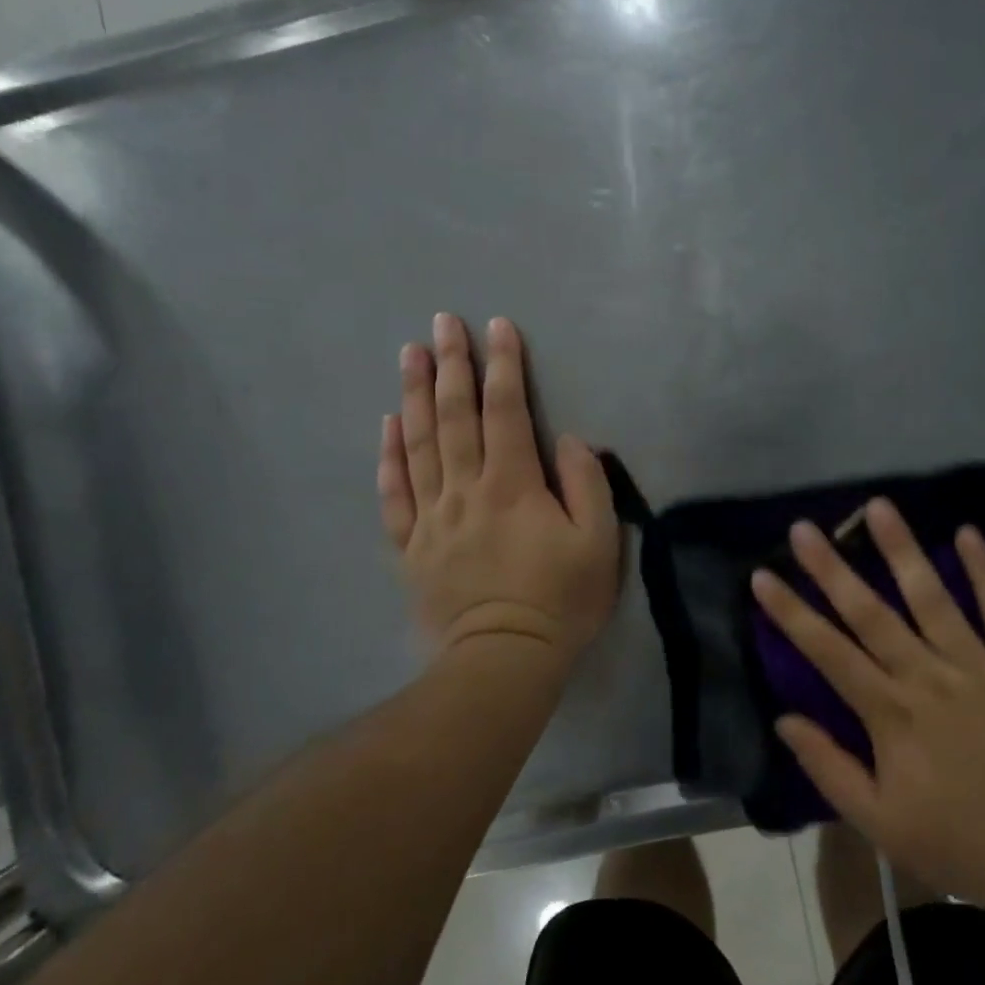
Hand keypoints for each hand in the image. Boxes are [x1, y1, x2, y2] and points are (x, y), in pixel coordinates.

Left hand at [379, 314, 620, 666]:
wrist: (503, 662)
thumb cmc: (560, 601)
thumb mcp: (598, 543)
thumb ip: (586, 484)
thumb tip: (567, 439)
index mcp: (512, 484)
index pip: (505, 411)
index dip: (502, 365)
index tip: (496, 326)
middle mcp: (465, 489)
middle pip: (453, 416)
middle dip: (450, 364)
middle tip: (441, 322)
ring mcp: (431, 517)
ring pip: (417, 444)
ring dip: (413, 395)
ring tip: (408, 354)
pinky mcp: (411, 546)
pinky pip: (394, 493)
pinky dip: (389, 456)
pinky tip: (386, 425)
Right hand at [750, 500, 984, 928]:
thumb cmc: (967, 846)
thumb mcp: (883, 826)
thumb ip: (830, 769)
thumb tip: (784, 719)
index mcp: (892, 716)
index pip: (828, 653)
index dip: (791, 613)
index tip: (762, 575)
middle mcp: (929, 679)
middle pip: (871, 614)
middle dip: (832, 569)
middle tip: (804, 528)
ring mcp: (981, 667)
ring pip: (933, 598)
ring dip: (902, 550)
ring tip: (878, 506)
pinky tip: (967, 532)